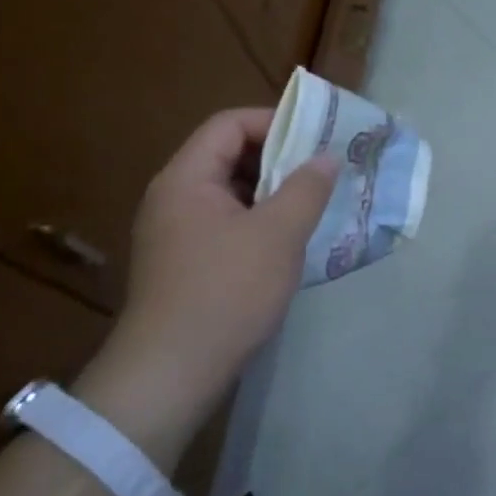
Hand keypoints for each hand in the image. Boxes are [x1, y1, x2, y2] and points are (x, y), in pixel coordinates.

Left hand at [77, 110, 337, 460]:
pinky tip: (288, 242)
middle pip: (227, 155)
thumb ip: (306, 188)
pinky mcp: (183, 263)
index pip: (229, 124)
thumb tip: (325, 157)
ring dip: (272, 193)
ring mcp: (175, 233)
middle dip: (278, 159)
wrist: (170, 374)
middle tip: (321, 171)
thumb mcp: (278, 234)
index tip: (316, 138)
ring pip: (230, 193)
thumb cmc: (226, 292)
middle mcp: (173, 197)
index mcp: (186, 178)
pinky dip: (258, 222)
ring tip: (313, 205)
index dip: (274, 122)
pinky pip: (225, 224)